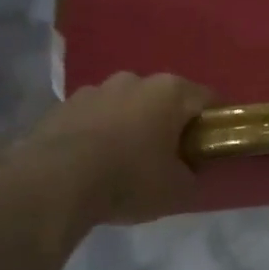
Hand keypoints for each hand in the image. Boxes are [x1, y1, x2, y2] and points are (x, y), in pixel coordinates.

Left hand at [12, 72, 213, 224]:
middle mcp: (133, 79)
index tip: (211, 147)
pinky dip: (99, 133)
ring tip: (124, 162)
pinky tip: (93, 163)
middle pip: (163, 99)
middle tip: (168, 157)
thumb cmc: (129, 179)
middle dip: (168, 123)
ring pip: (125, 106)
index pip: (207, 99)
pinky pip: (93, 118)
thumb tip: (190, 169)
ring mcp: (95, 89)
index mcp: (169, 92)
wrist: (55, 182)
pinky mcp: (63, 105)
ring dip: (130, 125)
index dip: (214, 123)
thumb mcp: (177, 190)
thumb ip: (192, 174)